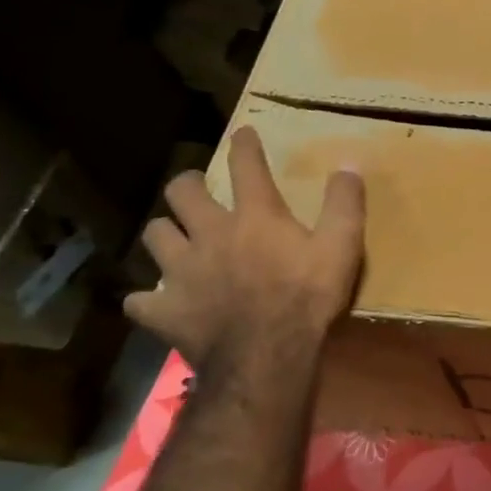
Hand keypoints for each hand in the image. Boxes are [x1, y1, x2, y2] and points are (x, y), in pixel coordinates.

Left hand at [124, 126, 364, 369]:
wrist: (267, 356)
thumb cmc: (308, 297)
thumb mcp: (342, 246)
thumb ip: (344, 204)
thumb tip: (348, 163)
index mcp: (255, 217)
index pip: (247, 167)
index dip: (245, 146)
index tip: (243, 134)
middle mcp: (210, 234)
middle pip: (182, 193)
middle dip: (188, 184)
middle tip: (196, 188)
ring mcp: (181, 272)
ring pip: (155, 236)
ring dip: (165, 233)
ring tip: (175, 239)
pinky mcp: (165, 311)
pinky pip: (141, 300)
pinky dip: (149, 298)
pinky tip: (159, 301)